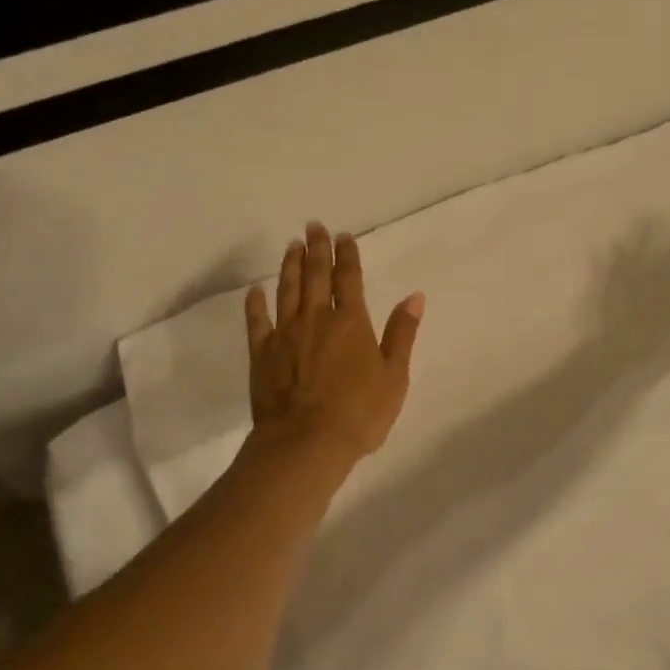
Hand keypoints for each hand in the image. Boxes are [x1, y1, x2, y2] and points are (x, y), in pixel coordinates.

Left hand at [244, 222, 424, 463]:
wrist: (306, 443)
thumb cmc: (359, 413)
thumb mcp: (394, 376)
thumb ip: (401, 333)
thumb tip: (414, 296)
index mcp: (351, 322)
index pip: (349, 279)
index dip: (347, 255)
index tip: (343, 235)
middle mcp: (316, 319)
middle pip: (316, 276)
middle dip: (316, 249)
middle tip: (313, 226)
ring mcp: (285, 334)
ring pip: (287, 290)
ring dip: (290, 266)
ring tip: (291, 246)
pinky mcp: (262, 354)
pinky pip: (256, 322)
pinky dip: (255, 303)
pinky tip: (254, 290)